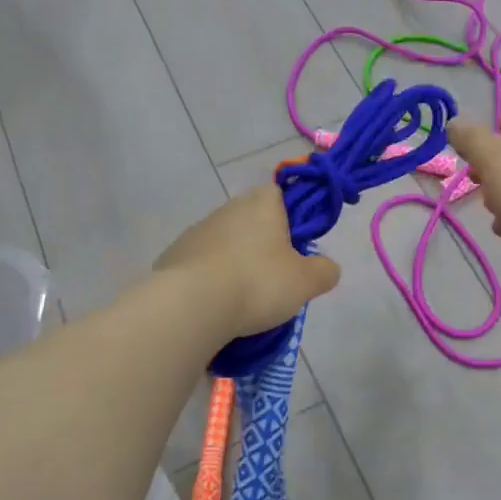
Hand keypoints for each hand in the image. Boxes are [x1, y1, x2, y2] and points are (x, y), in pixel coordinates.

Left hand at [155, 185, 341, 338]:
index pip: (278, 193)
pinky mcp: (173, 257)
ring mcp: (196, 232)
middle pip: (251, 219)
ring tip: (245, 298)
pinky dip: (211, 279)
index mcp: (262, 204)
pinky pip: (202, 264)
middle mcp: (227, 209)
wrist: (190, 306)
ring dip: (236, 262)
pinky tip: (218, 305)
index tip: (297, 244)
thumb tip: (327, 267)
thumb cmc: (257, 283)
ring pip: (225, 243)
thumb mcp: (307, 282)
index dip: (290, 215)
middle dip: (263, 243)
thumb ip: (324, 271)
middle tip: (276, 277)